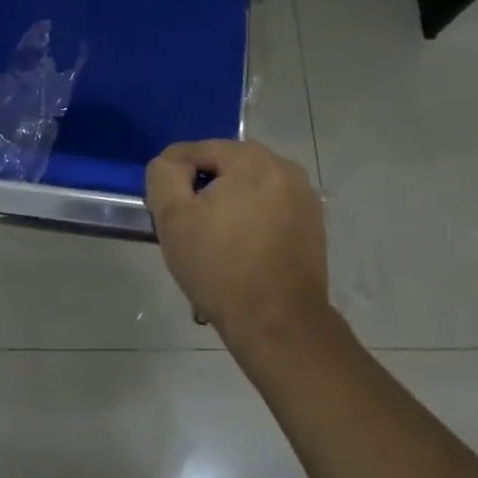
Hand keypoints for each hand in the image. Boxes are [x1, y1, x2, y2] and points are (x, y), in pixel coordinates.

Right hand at [145, 139, 330, 342]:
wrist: (280, 326)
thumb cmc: (221, 268)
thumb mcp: (173, 218)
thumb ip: (163, 175)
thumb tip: (171, 164)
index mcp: (251, 158)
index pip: (196, 151)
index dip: (175, 180)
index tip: (169, 215)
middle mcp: (284, 167)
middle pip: (225, 167)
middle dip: (204, 192)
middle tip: (190, 230)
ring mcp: (304, 196)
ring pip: (248, 188)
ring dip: (228, 206)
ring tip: (216, 244)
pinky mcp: (313, 224)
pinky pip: (270, 208)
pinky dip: (252, 221)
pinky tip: (243, 253)